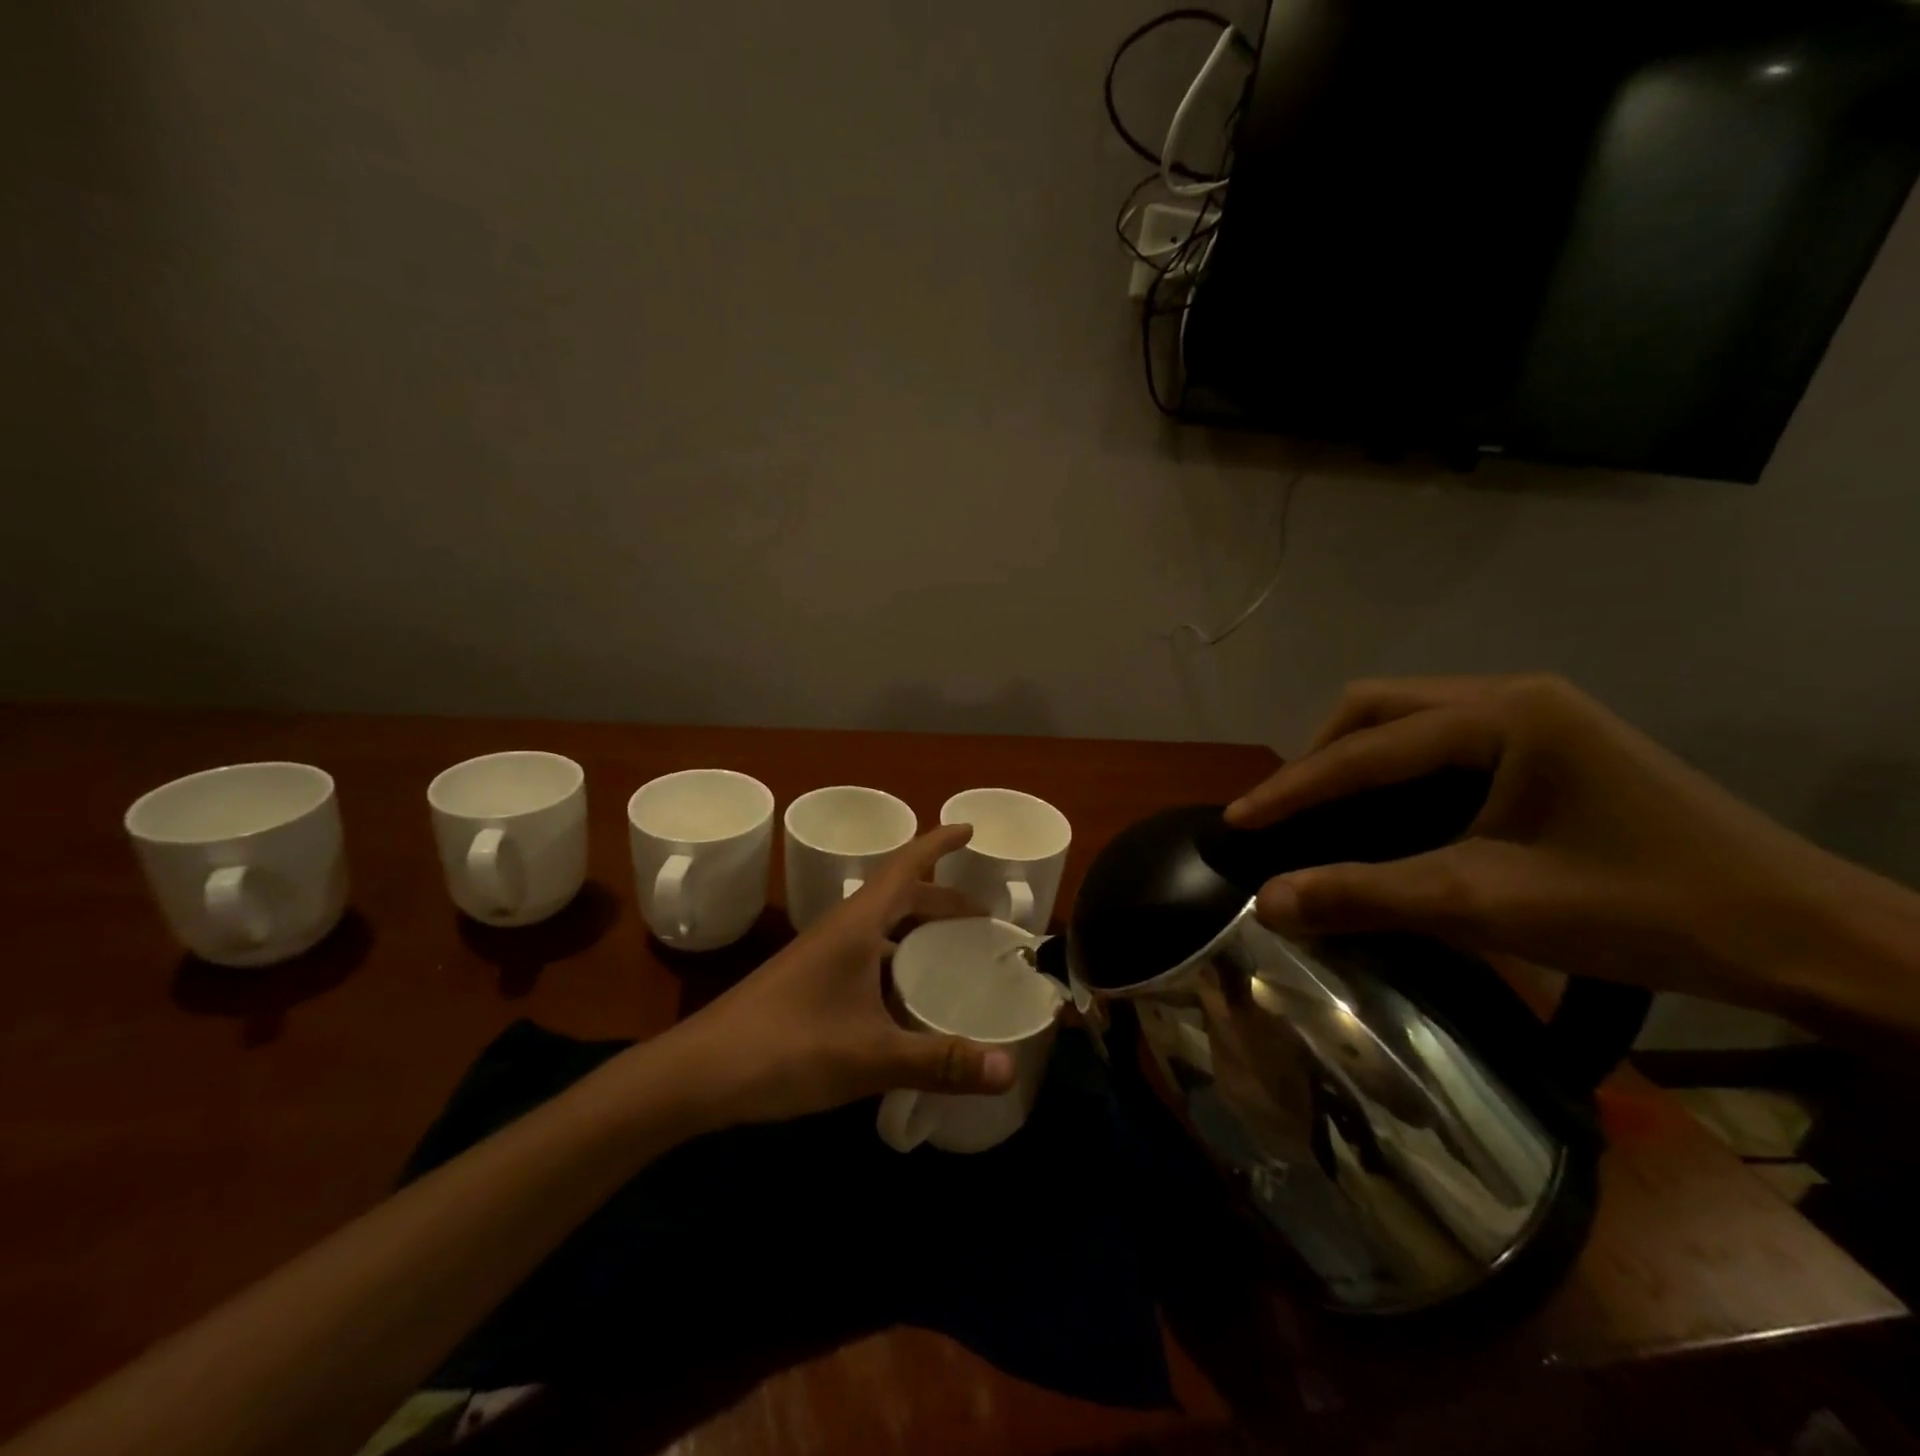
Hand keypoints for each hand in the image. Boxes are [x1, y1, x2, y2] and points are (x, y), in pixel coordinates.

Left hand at [661, 825, 1017, 1127]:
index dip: (938, 844)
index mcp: (857, 925)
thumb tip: (1010, 1070)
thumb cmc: (785, 1047)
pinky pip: (867, 959)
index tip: (970, 829)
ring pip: (881, 930)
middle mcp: (841, 931)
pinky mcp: (810, 985)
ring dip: (918, 932)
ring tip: (955, 955)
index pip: (905, 866)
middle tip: (983, 919)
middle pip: (900, 899)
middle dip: (942, 901)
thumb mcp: (870, 1056)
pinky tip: (908, 1003)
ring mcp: (822, 957)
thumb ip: (940, 1061)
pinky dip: (897, 965)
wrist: (697, 1074)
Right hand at [1223, 674, 1919, 1035]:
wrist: (1801, 935)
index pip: (1365, 749)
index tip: (1236, 822)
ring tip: (1323, 817)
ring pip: (1406, 722)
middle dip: (1319, 762)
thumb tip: (1267, 903)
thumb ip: (1368, 895)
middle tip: (1287, 818)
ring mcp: (1534, 715)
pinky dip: (1395, 775)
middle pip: (1376, 711)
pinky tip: (1388, 817)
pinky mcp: (1547, 743)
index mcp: (1502, 716)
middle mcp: (1510, 696)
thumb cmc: (1644, 909)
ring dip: (1355, 765)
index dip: (1292, 788)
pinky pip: (1440, 743)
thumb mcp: (1488, 904)